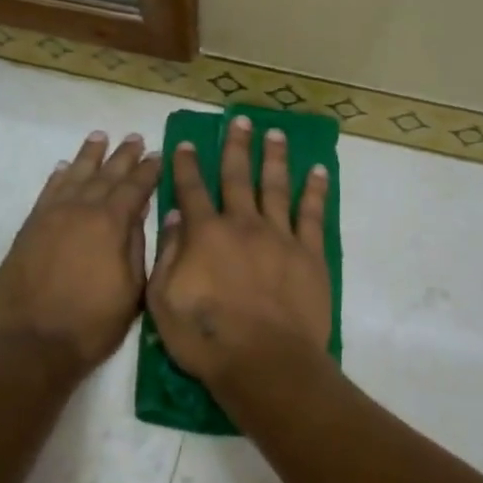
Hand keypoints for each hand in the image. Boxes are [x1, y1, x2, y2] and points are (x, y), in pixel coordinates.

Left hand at [0, 131, 160, 378]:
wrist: (29, 344)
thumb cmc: (90, 324)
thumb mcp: (131, 291)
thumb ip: (136, 247)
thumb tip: (140, 214)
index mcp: (111, 224)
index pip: (135, 188)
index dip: (149, 171)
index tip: (158, 155)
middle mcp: (81, 210)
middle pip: (106, 175)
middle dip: (123, 156)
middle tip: (135, 138)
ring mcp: (51, 217)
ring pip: (74, 176)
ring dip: (89, 156)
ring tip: (100, 137)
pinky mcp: (29, 229)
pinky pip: (47, 193)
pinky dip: (58, 177)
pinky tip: (64, 168)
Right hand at [148, 115, 332, 390]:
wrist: (265, 362)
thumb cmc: (206, 338)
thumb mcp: (163, 302)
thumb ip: (167, 255)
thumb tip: (174, 217)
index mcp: (205, 234)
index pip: (191, 190)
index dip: (187, 165)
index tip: (186, 143)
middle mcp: (243, 224)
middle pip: (238, 177)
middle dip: (237, 146)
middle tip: (240, 120)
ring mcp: (280, 236)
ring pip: (276, 187)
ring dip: (274, 158)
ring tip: (275, 134)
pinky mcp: (309, 254)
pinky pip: (313, 214)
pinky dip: (316, 190)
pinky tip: (319, 171)